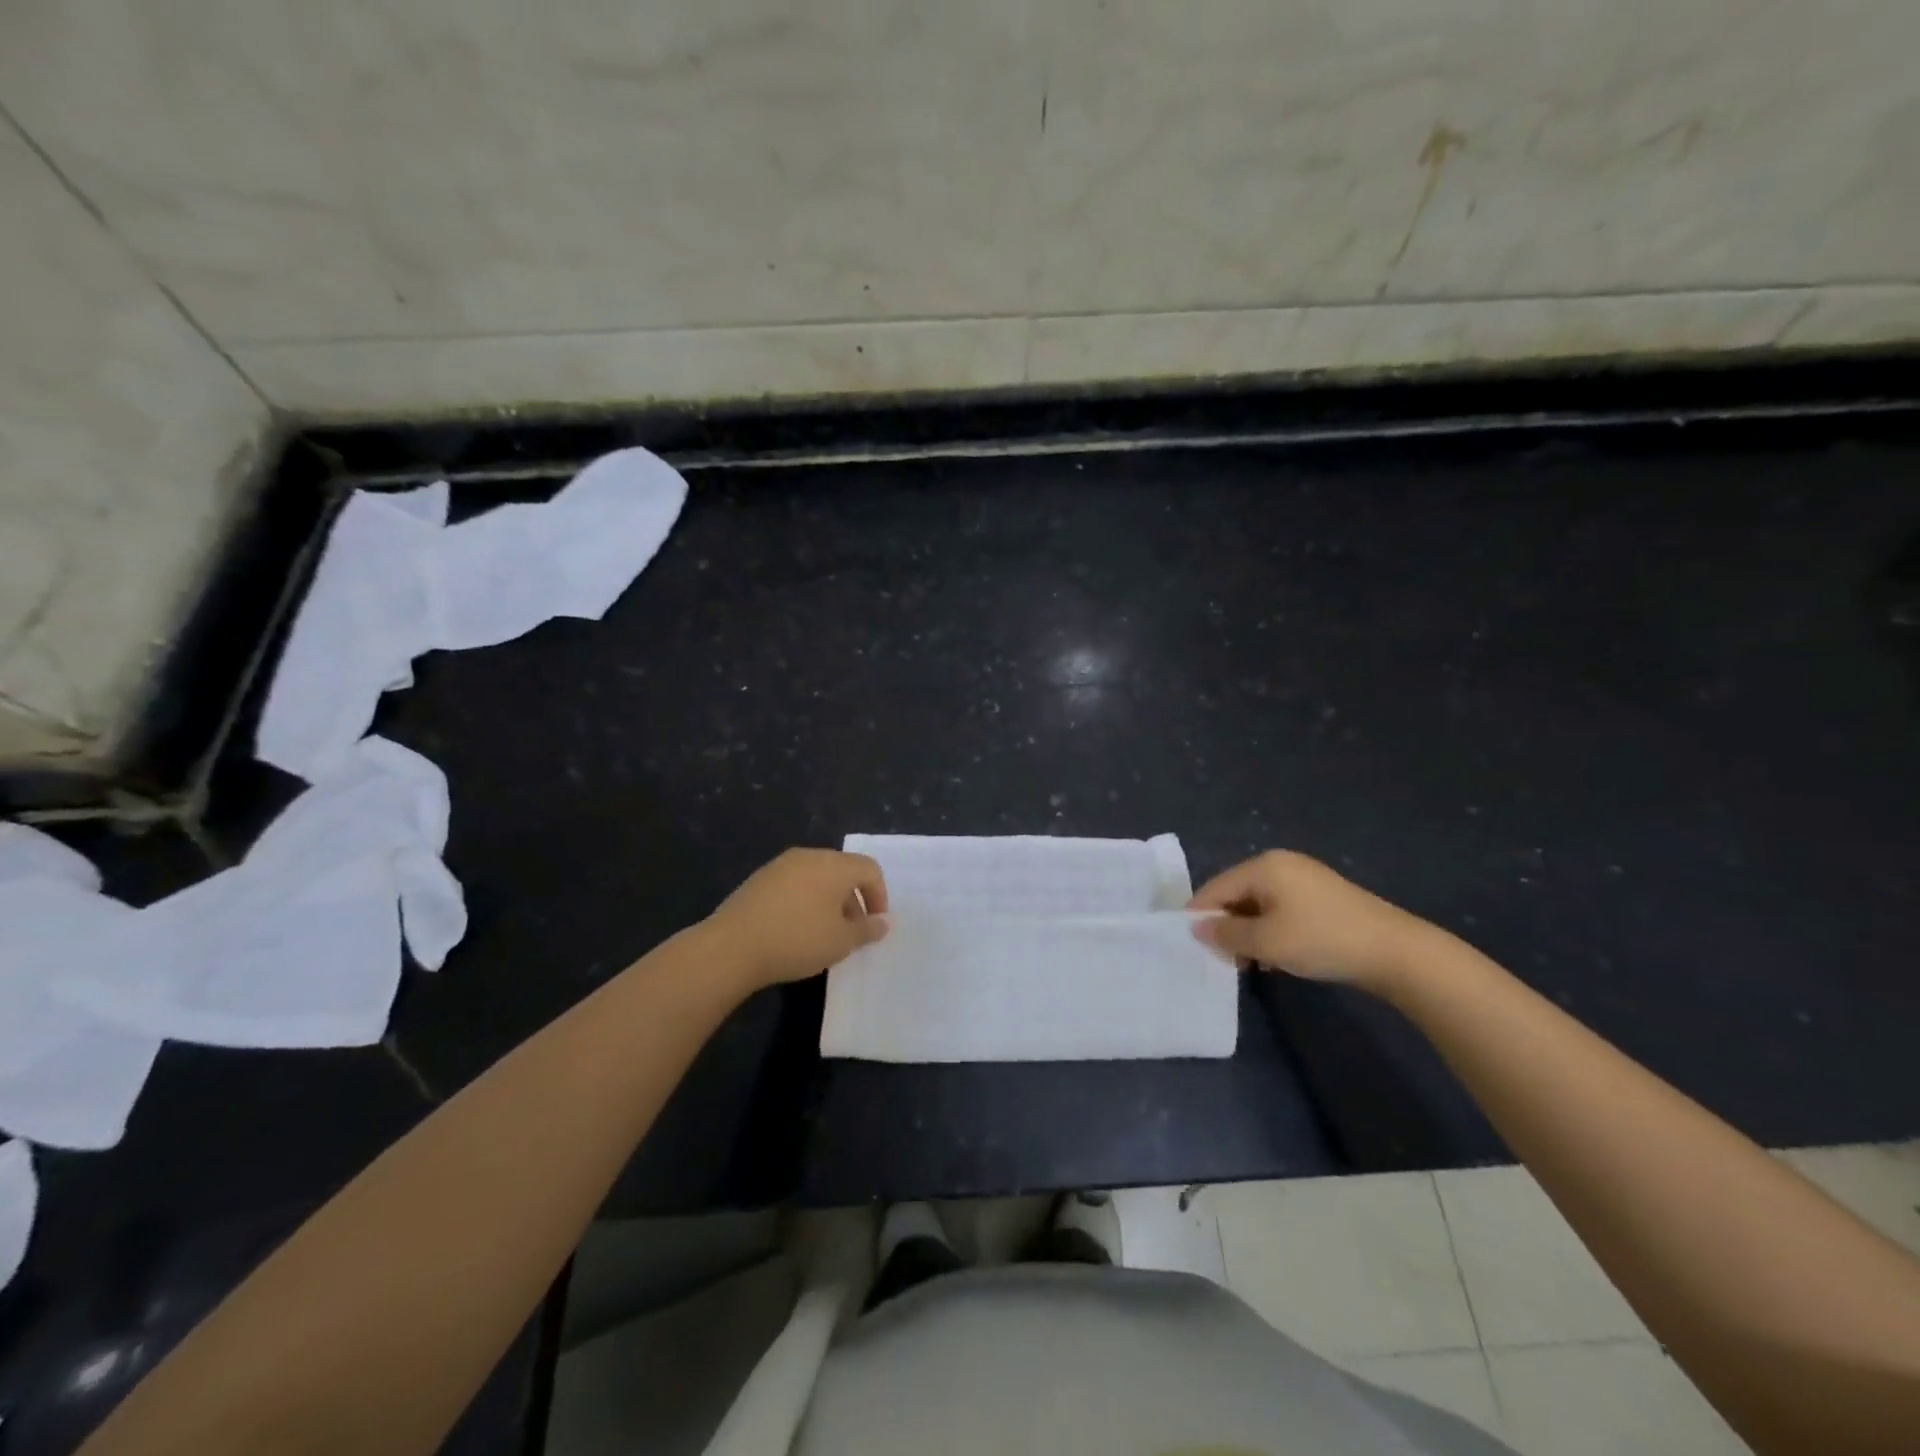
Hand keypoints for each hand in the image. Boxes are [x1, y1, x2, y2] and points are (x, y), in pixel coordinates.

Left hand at [706, 849, 888, 990]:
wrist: (732, 946)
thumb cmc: (797, 940)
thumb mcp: (841, 941)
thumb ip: (867, 930)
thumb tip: (883, 922)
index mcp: (834, 865)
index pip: (869, 869)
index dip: (879, 896)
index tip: (874, 925)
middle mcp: (809, 856)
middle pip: (843, 870)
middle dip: (853, 900)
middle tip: (851, 932)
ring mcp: (781, 865)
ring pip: (817, 877)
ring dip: (828, 901)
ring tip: (823, 933)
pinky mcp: (759, 879)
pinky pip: (794, 884)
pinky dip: (804, 901)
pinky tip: (795, 930)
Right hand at [1188, 850, 1429, 990]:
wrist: (1395, 952)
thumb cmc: (1321, 940)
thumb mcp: (1266, 941)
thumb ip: (1226, 934)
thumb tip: (1197, 928)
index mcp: (1263, 866)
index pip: (1216, 888)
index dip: (1200, 916)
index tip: (1190, 946)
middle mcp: (1281, 864)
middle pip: (1236, 894)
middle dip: (1227, 926)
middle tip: (1223, 960)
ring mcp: (1304, 878)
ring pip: (1259, 905)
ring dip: (1249, 933)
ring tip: (1250, 964)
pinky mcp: (1321, 897)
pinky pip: (1281, 910)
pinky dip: (1271, 931)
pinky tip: (1276, 957)